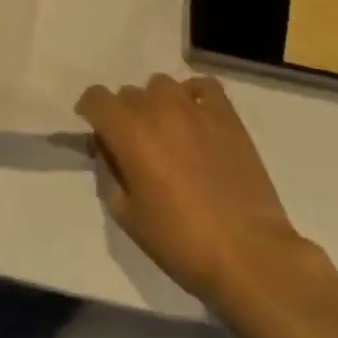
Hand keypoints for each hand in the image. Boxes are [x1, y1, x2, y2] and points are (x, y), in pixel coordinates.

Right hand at [77, 74, 306, 303]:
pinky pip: (203, 85)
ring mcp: (194, 107)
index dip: (89, 111)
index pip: (95, 97)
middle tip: (135, 146)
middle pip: (128, 93)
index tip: (96, 132)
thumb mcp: (128, 217)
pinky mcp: (226, 115)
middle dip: (124, 115)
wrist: (248, 253)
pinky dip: (193, 95)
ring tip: (167, 132)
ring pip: (161, 84)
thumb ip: (112, 175)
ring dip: (156, 103)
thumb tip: (113, 155)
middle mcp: (157, 108)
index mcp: (129, 132)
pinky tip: (196, 118)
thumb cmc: (181, 242)